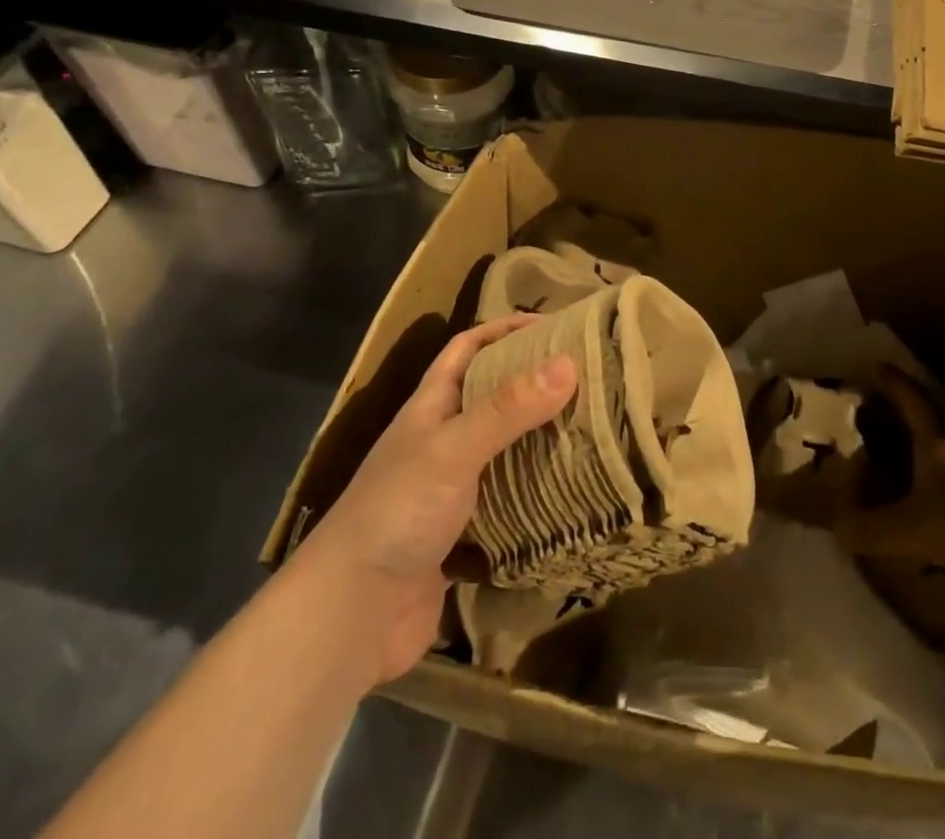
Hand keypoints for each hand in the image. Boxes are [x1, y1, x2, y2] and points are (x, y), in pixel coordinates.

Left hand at [309, 315, 577, 683]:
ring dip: (541, 438)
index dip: (505, 329)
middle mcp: (442, 440)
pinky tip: (574, 492)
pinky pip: (510, 500)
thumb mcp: (453, 449)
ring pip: (505, 448)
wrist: (351, 618)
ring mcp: (452, 488)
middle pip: (493, 396)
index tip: (556, 325)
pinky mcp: (465, 534)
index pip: (468, 348)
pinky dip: (538, 492)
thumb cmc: (397, 512)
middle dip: (535, 382)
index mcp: (431, 406)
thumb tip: (569, 362)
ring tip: (593, 427)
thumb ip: (508, 408)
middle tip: (590, 377)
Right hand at [837, 366, 944, 577]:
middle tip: (890, 416)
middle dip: (912, 420)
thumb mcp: (909, 528)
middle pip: (935, 426)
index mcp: (935, 444)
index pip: (911, 403)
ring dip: (934, 459)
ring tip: (913, 469)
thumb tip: (836, 528)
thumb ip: (870, 530)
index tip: (879, 364)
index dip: (894, 384)